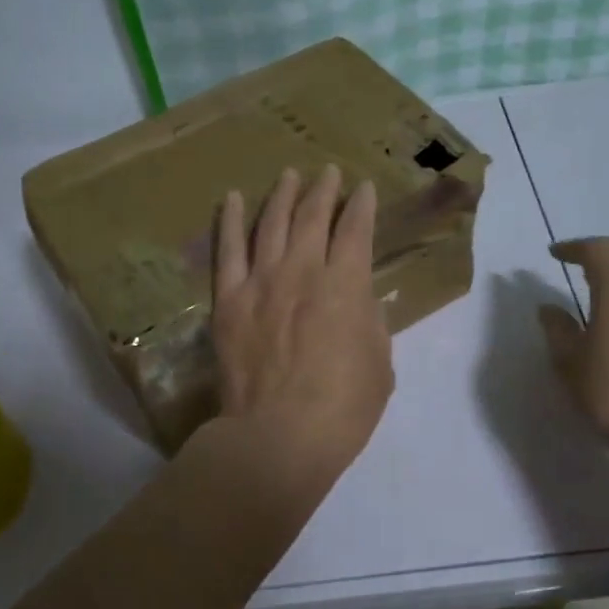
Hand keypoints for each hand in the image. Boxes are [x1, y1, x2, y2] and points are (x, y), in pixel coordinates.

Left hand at [212, 165, 394, 484]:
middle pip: (313, 216)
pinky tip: (232, 199)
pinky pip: (228, 250)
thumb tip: (364, 301)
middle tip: (329, 173)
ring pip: (272, 223)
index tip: (364, 189)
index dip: (362, 205)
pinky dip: (231, 221)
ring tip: (290, 175)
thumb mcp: (380, 365)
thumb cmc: (343, 407)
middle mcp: (304, 270)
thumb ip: (372, 324)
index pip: (357, 229)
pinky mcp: (230, 300)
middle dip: (324, 190)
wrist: (280, 435)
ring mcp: (262, 281)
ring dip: (283, 195)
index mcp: (347, 284)